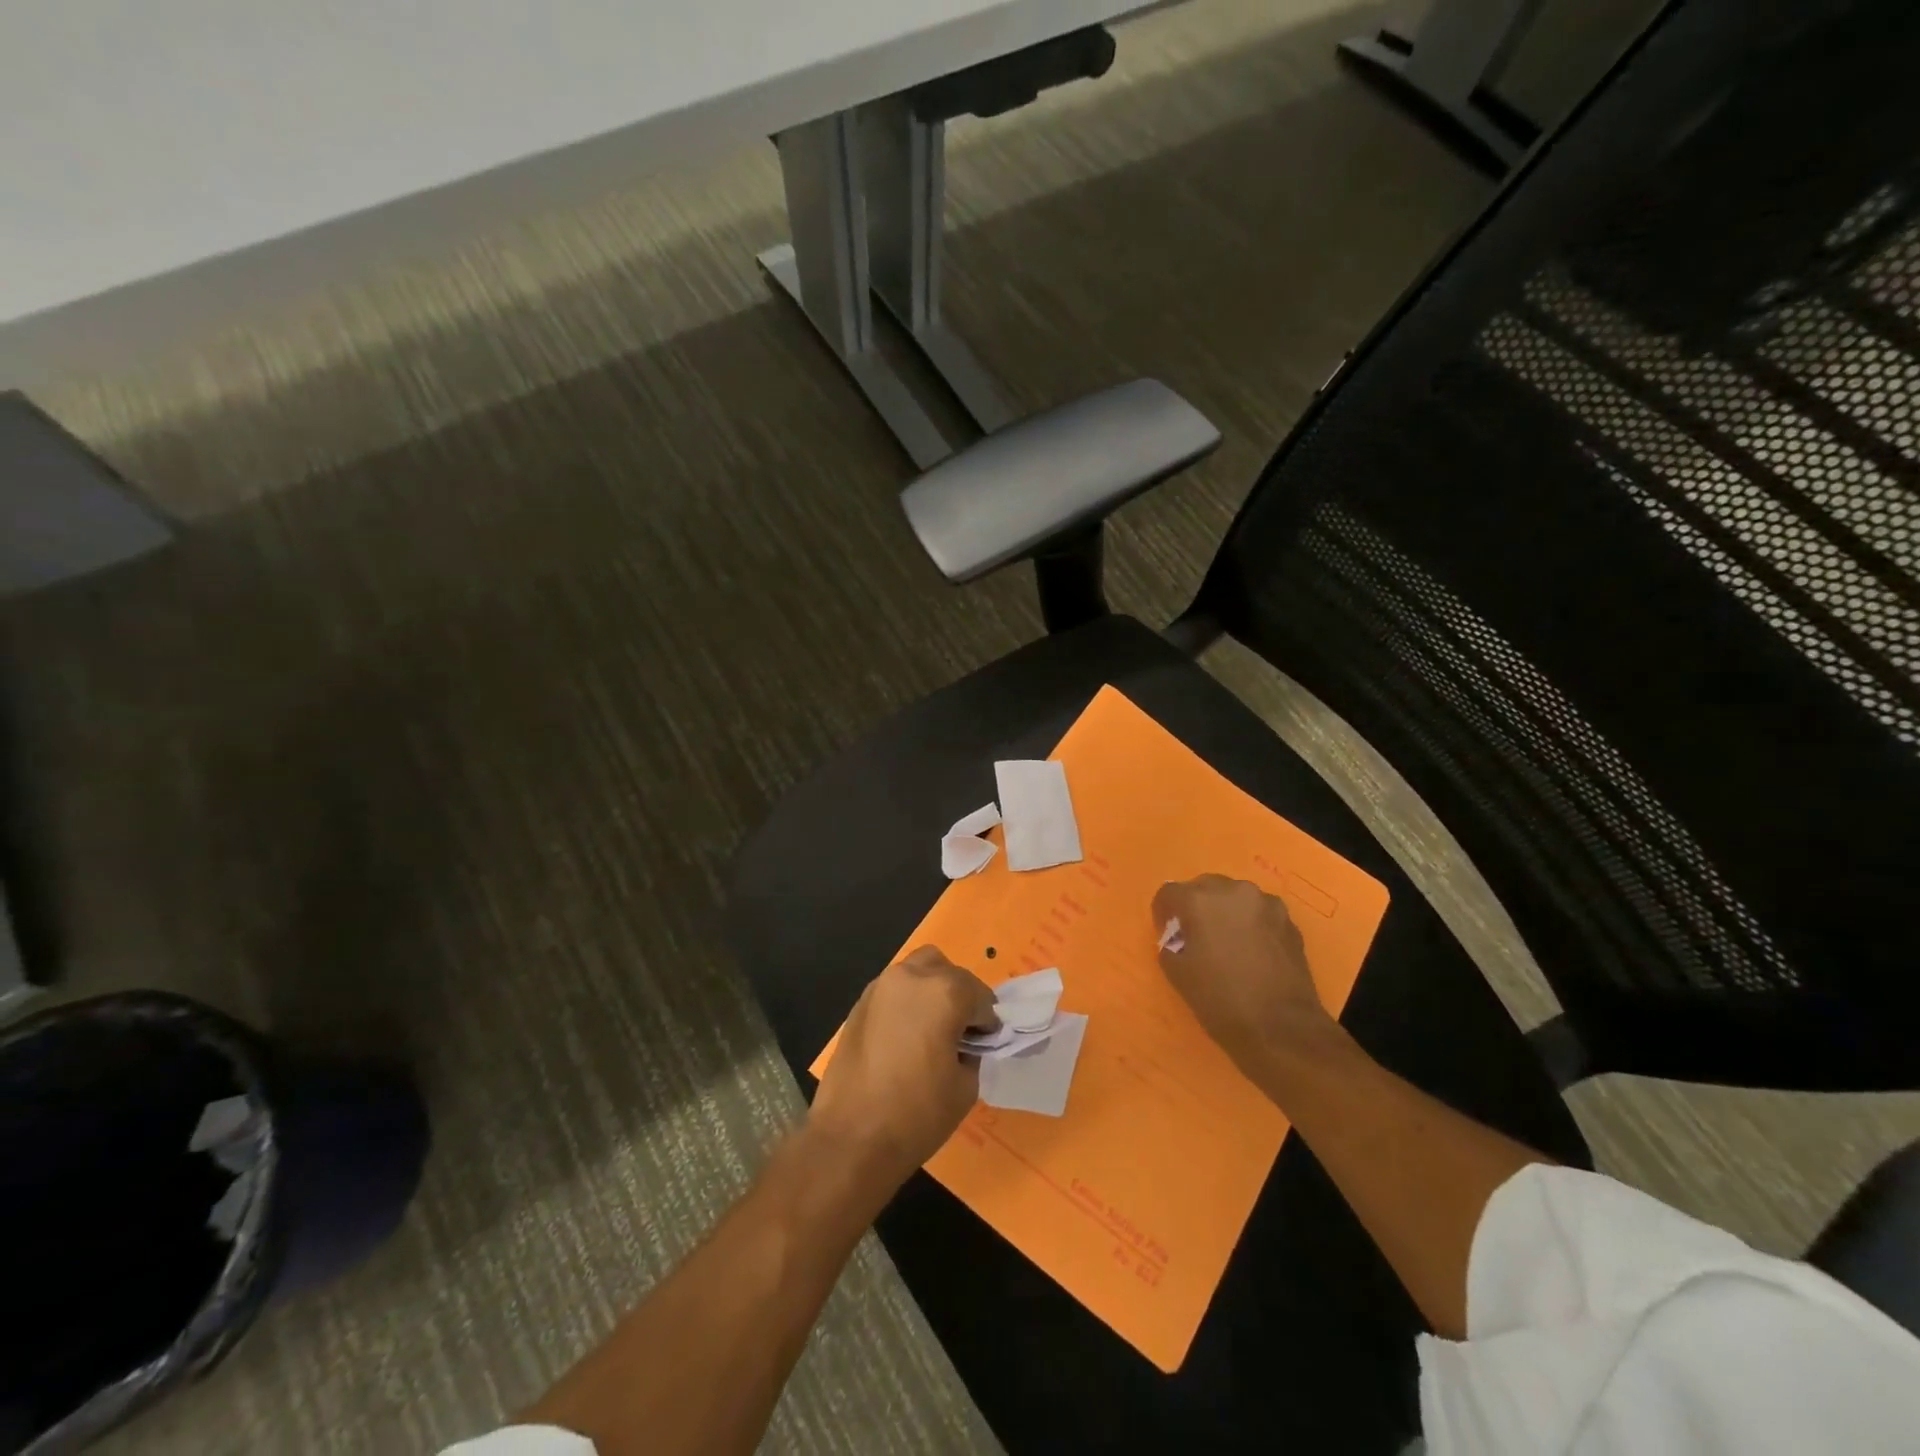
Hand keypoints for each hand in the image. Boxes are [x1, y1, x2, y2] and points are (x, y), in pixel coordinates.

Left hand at [810, 947, 995, 1184]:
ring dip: (932, 990)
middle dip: (960, 997)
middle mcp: (912, 977)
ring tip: (932, 1030)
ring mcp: (881, 986)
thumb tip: (965, 1043)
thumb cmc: (916, 1114)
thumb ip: (972, 1052)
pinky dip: (907, 1002)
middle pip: (948, 973)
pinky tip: (905, 1037)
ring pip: (918, 971)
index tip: (984, 1044)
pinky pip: (894, 990)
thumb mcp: (965, 1087)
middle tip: (961, 1033)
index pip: (980, 997)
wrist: (851, 1138)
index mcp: (945, 992)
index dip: (986, 1022)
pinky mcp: (859, 1003)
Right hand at [1152, 874, 1333, 1076]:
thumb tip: (1179, 936)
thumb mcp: (1177, 973)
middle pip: (1203, 888)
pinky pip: (1258, 912)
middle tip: (1196, 937)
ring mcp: (1265, 903)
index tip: (1168, 935)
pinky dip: (1250, 924)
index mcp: (1199, 900)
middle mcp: (1232, 890)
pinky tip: (1253, 951)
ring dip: (1225, 912)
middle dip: (1196, 907)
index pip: (1169, 893)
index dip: (1164, 914)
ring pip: (1234, 897)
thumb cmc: (1221, 1000)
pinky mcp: (1289, 920)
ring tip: (1228, 943)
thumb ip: (1171, 943)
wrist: (1283, 1029)